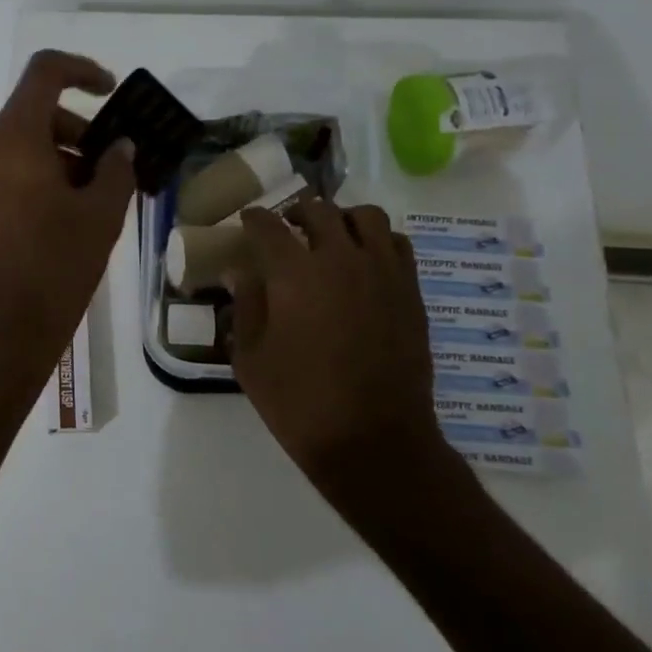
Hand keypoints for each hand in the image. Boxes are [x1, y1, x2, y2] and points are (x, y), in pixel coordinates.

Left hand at [0, 51, 136, 367]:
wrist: (2, 330)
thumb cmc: (57, 266)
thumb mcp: (101, 214)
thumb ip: (116, 168)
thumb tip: (118, 146)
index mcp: (11, 138)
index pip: (44, 73)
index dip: (82, 70)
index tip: (110, 92)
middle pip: (32, 114)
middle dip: (76, 131)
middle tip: (109, 167)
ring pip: (17, 145)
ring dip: (56, 157)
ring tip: (89, 198)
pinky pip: (0, 170)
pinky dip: (31, 175)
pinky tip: (58, 213)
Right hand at [230, 202, 447, 497]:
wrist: (373, 441)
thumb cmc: (299, 402)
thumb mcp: (250, 358)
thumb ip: (245, 306)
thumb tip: (241, 273)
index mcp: (293, 274)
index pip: (268, 226)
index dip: (254, 219)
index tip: (247, 221)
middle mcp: (340, 260)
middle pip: (318, 210)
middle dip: (295, 213)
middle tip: (285, 228)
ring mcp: (382, 273)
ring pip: (365, 217)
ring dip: (341, 219)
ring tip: (329, 238)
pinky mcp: (410, 291)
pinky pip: (397, 244)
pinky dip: (376, 241)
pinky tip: (363, 261)